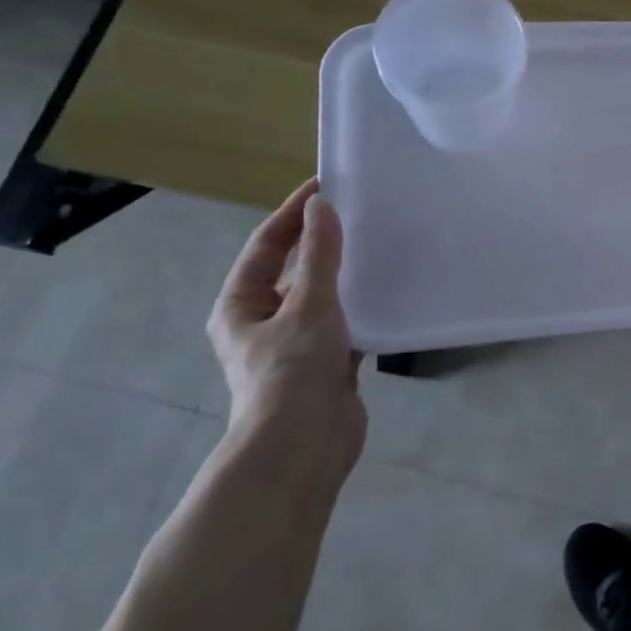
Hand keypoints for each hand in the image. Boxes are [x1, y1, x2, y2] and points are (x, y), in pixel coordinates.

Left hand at [207, 180, 365, 483]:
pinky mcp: (325, 364)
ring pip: (321, 298)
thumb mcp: (309, 304)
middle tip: (358, 214)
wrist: (304, 445)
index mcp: (241, 305)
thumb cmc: (294, 370)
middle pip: (293, 270)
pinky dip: (362, 307)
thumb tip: (321, 206)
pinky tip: (389, 295)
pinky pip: (344, 324)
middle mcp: (262, 322)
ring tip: (378, 248)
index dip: (293, 213)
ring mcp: (294, 345)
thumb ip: (320, 255)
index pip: (267, 245)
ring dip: (345, 275)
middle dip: (321, 243)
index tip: (325, 185)